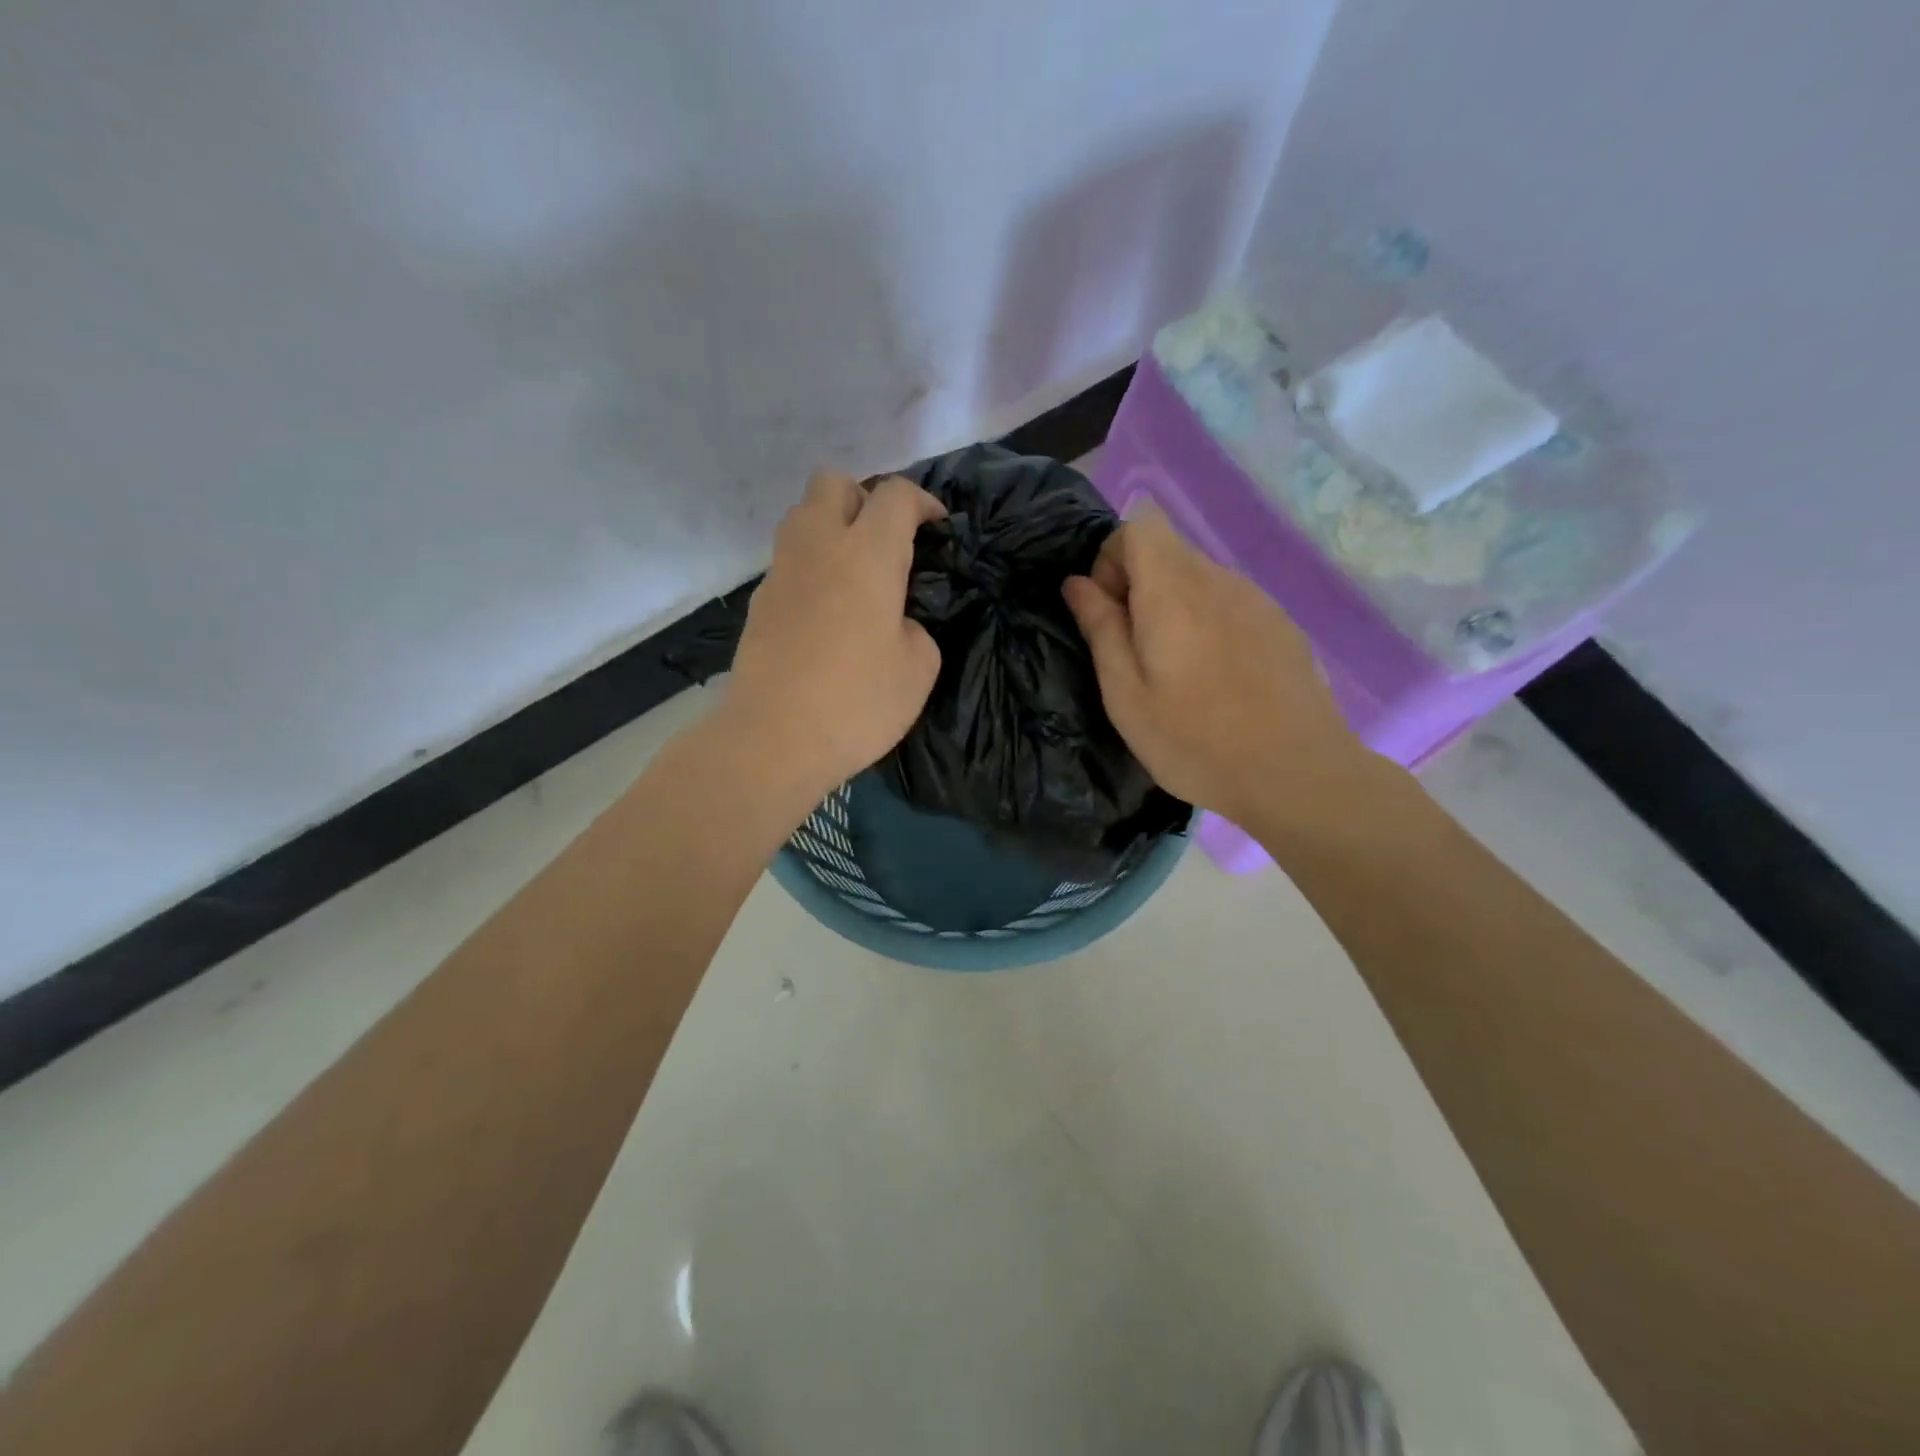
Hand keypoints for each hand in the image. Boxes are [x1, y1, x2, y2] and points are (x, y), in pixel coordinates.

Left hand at [723, 471, 944, 809]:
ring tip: (855, 570)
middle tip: (886, 541)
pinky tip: (826, 610)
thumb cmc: (857, 702)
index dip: (923, 502)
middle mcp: (819, 546)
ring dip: (831, 526)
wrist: (772, 739)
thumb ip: (916, 628)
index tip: (937, 528)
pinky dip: (811, 566)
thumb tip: (895, 621)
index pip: (895, 495)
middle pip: (833, 482)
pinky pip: (788, 560)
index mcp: (868, 554)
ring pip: (802, 514)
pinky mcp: (759, 600)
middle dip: (864, 498)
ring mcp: (781, 571)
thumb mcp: (919, 668)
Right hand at [1061, 504, 1366, 826]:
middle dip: (1138, 585)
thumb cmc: (1194, 741)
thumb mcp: (1126, 694)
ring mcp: (1258, 600)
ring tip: (1177, 670)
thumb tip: (1077, 583)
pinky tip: (1217, 678)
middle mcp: (1219, 580)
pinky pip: (1231, 603)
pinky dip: (1209, 622)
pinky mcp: (1282, 625)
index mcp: (1173, 590)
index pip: (1139, 524)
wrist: (1295, 774)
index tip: (1109, 610)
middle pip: (1169, 549)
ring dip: (1174, 606)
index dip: (1112, 556)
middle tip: (1135, 650)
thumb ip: (1100, 629)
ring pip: (1201, 578)